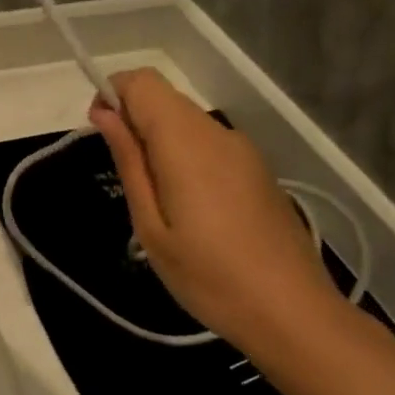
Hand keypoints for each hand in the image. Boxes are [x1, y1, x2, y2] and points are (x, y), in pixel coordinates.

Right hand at [90, 68, 336, 344]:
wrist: (292, 312)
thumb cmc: (207, 276)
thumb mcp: (150, 225)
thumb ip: (128, 161)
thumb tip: (104, 113)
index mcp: (186, 141)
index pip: (142, 82)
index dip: (113, 96)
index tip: (102, 137)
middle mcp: (217, 132)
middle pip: (164, 98)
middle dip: (133, 121)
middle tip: (126, 180)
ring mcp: (243, 149)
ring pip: (186, 120)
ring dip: (158, 141)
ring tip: (157, 201)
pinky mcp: (257, 168)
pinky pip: (208, 142)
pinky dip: (184, 154)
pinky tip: (190, 207)